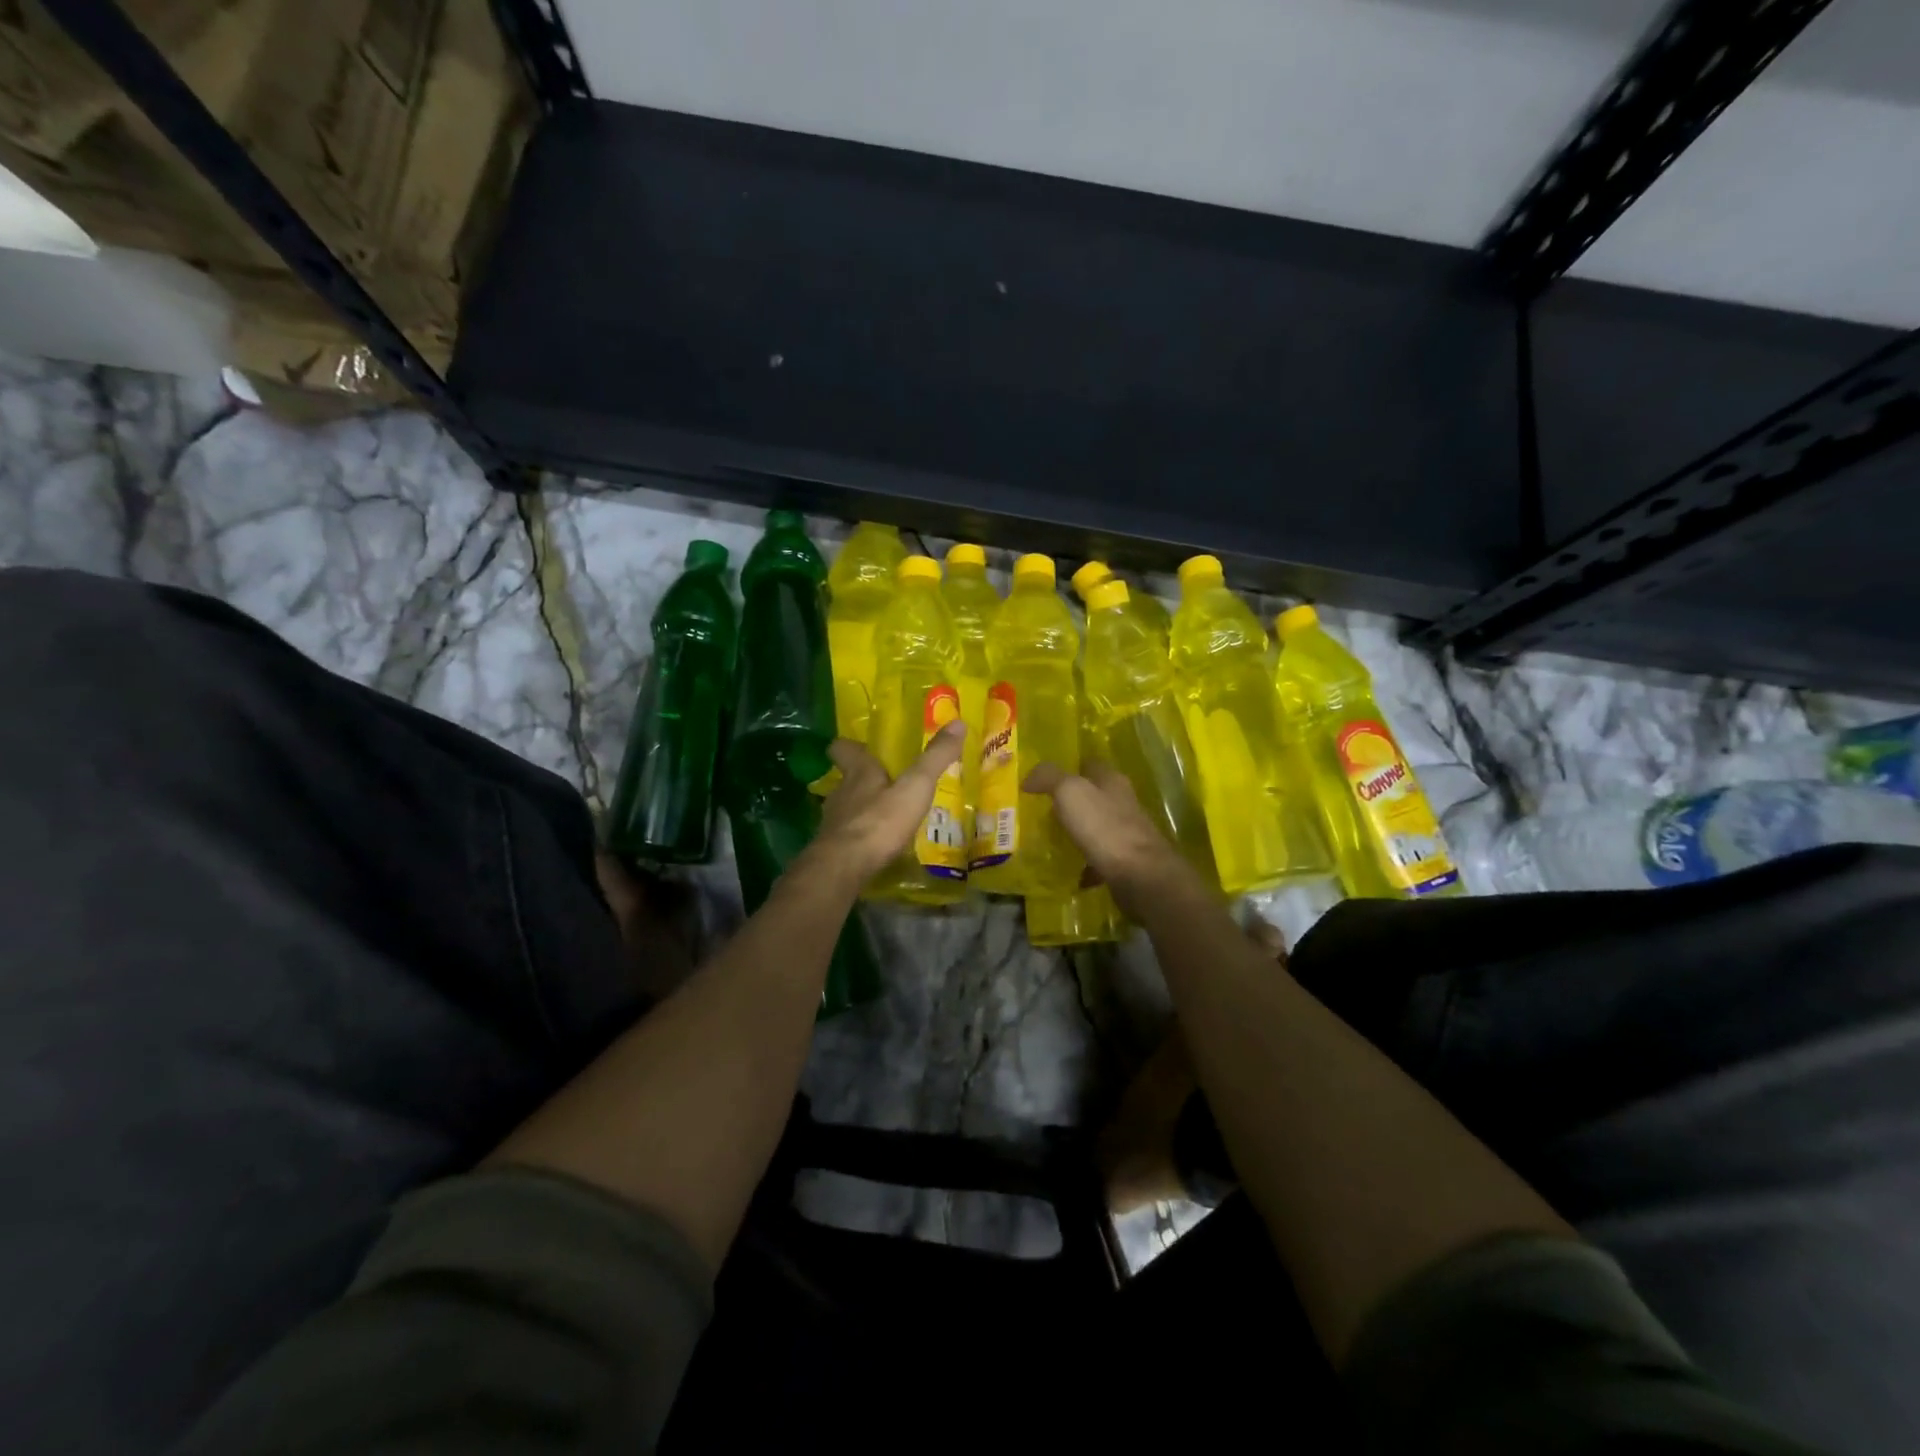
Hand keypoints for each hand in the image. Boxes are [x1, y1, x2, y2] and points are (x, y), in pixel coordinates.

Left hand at [804, 721, 966, 887]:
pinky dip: (861, 836)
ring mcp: (834, 822)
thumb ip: (935, 758)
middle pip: (847, 779)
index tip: (860, 745)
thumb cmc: (880, 821)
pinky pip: (848, 836)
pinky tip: (876, 844)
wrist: (844, 867)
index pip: (844, 749)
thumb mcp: (915, 787)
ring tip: (886, 815)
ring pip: (847, 807)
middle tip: (885, 781)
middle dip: (863, 779)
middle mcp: (842, 793)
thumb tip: (958, 722)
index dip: (850, 746)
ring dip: (863, 809)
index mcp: (859, 773)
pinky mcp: (833, 849)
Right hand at [1023, 760, 1191, 916]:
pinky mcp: (1127, 862)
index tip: (1045, 779)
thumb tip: (1028, 778)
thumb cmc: (1104, 827)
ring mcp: (1127, 834)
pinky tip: (1070, 871)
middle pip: (1095, 796)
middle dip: (1072, 802)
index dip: (1069, 767)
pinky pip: (1100, 858)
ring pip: (1098, 827)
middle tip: (1042, 810)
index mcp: (1112, 781)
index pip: (1090, 764)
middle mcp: (1123, 803)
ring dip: (1079, 831)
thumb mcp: (1070, 792)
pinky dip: (1086, 863)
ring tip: (1052, 840)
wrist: (1140, 875)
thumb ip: (1049, 778)